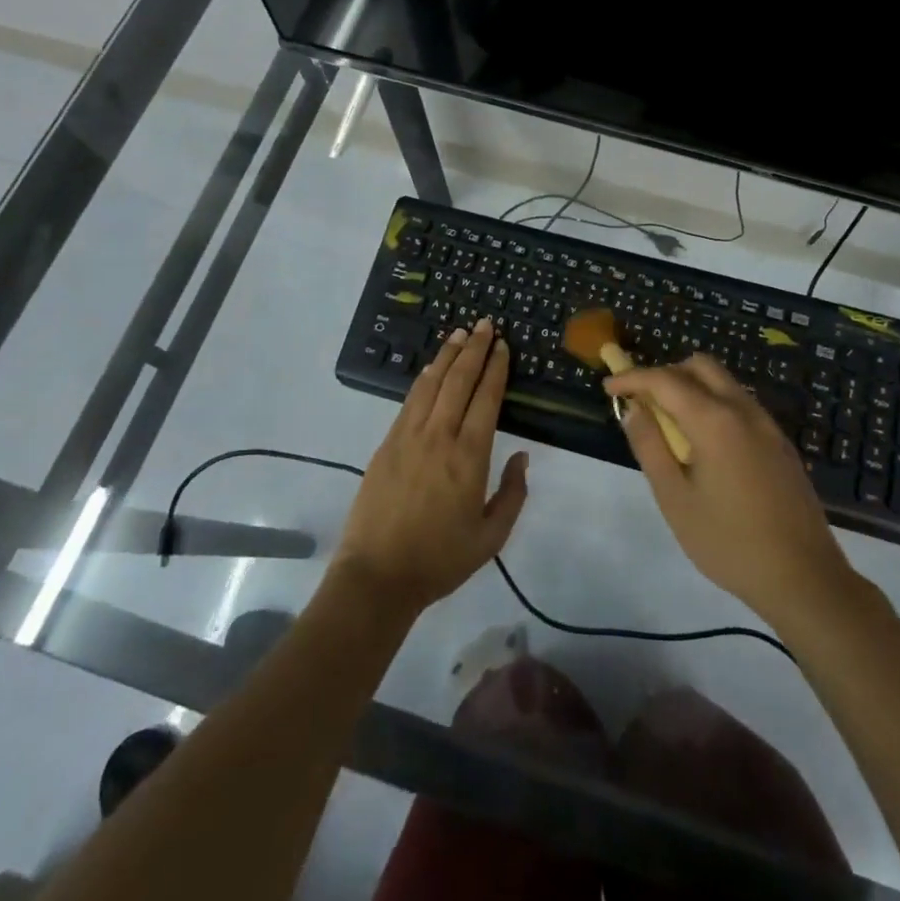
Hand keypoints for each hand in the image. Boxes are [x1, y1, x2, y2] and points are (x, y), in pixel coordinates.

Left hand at [333, 318, 528, 616]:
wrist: (377, 576)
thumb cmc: (439, 560)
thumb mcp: (491, 538)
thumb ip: (513, 494)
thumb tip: (523, 456)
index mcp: (468, 457)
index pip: (486, 398)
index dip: (495, 368)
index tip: (502, 345)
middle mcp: (439, 436)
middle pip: (458, 380)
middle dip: (474, 349)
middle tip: (485, 324)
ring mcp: (408, 437)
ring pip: (431, 383)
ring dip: (447, 355)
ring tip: (459, 334)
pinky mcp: (386, 444)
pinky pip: (409, 401)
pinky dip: (424, 379)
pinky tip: (431, 369)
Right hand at [605, 354, 852, 623]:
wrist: (804, 578)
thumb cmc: (729, 542)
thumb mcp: (675, 499)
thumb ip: (650, 447)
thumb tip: (633, 409)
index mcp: (715, 420)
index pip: (665, 380)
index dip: (632, 378)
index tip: (608, 387)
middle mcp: (743, 410)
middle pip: (700, 366)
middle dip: (665, 374)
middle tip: (642, 403)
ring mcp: (767, 425)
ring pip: (723, 382)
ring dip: (691, 387)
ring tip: (670, 425)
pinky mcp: (780, 443)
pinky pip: (740, 404)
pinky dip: (713, 404)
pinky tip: (705, 444)